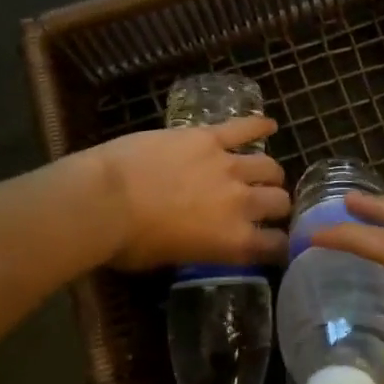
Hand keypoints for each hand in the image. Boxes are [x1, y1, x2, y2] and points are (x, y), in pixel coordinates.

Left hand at [84, 116, 289, 270]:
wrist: (105, 199)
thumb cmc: (127, 242)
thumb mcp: (168, 259)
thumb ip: (199, 247)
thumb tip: (202, 239)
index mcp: (232, 241)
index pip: (274, 245)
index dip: (279, 244)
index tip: (275, 243)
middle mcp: (241, 203)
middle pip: (278, 201)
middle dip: (277, 206)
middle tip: (266, 205)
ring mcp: (228, 166)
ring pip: (268, 167)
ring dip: (269, 173)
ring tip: (266, 173)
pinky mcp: (209, 137)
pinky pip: (243, 128)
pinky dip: (259, 125)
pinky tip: (269, 124)